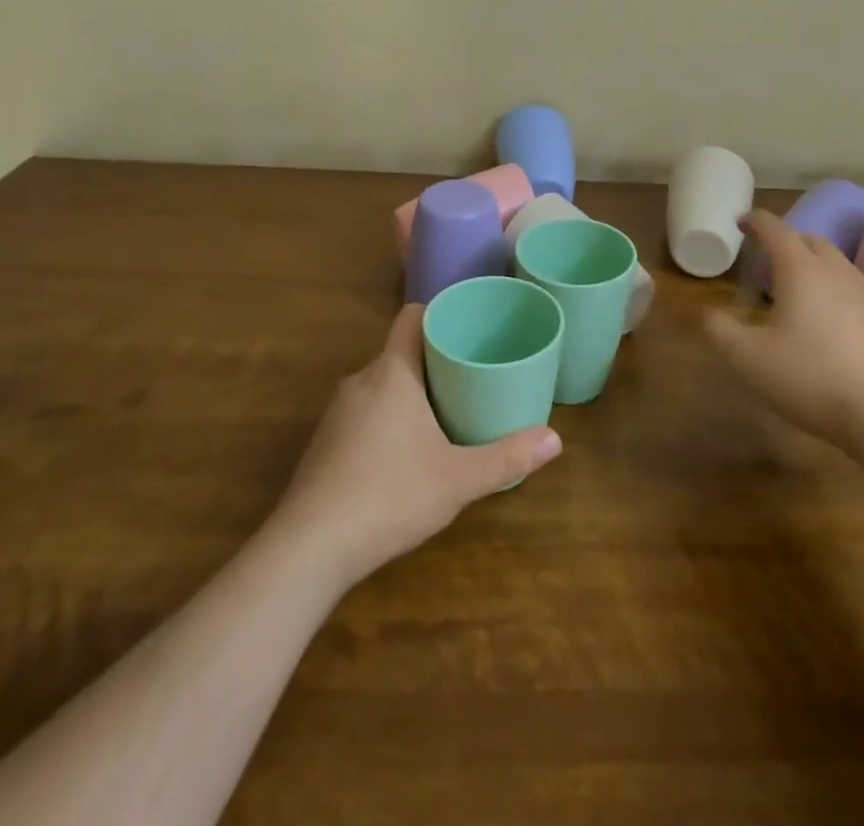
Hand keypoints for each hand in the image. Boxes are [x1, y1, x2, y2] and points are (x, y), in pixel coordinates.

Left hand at [269, 305, 562, 588]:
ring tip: (447, 409)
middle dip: (435, 358)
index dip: (440, 313)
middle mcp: (361, 381)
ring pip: (382, 382)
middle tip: (472, 373)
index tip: (469, 326)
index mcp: (392, 373)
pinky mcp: (325, 442)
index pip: (412, 316)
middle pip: (401, 350)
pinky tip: (406, 450)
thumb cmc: (388, 497)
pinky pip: (364, 410)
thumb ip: (507, 458)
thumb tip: (556, 439)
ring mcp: (337, 413)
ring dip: (411, 389)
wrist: (307, 550)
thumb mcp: (458, 479)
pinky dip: (388, 415)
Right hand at [705, 210, 863, 454]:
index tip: (742, 222)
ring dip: (812, 266)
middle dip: (786, 242)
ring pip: (835, 264)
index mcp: (801, 269)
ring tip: (795, 292)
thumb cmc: (810, 377)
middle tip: (765, 263)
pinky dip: (833, 291)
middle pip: (809, 240)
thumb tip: (708, 314)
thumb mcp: (748, 358)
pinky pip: (853, 290)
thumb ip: (720, 331)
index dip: (756, 221)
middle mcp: (836, 271)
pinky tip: (828, 323)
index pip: (776, 229)